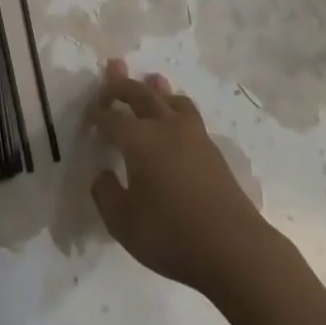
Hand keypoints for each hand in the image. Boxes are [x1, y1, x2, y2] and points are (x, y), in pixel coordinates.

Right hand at [90, 60, 278, 300]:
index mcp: (139, 139)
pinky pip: (188, 113)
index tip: (90, 115)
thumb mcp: (122, 223)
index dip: (98, 113)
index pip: (112, 116)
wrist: (234, 249)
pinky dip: (175, 106)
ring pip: (171, 98)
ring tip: (151, 81)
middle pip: (141, 93)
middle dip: (122, 84)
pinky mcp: (212, 149)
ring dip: (156, 89)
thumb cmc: (171, 235)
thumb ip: (105, 193)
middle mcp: (165, 127)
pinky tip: (175, 118)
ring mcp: (193, 135)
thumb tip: (103, 173)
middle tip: (111, 75)